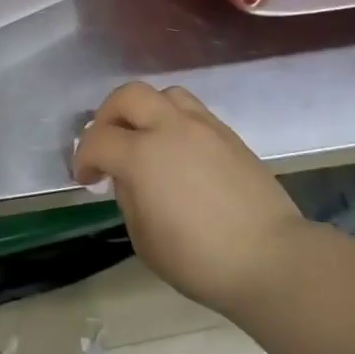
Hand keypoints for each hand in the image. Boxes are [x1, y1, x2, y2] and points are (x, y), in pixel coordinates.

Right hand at [74, 82, 304, 317]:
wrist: (271, 259)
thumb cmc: (200, 259)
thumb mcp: (145, 239)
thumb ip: (129, 197)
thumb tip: (128, 177)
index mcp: (142, 155)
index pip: (98, 140)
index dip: (83, 157)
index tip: (86, 178)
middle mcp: (170, 128)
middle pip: (128, 96)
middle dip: (108, 115)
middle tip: (107, 143)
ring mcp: (203, 126)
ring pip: (164, 94)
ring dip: (145, 110)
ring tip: (145, 138)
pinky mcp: (228, 134)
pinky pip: (192, 110)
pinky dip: (174, 120)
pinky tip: (177, 149)